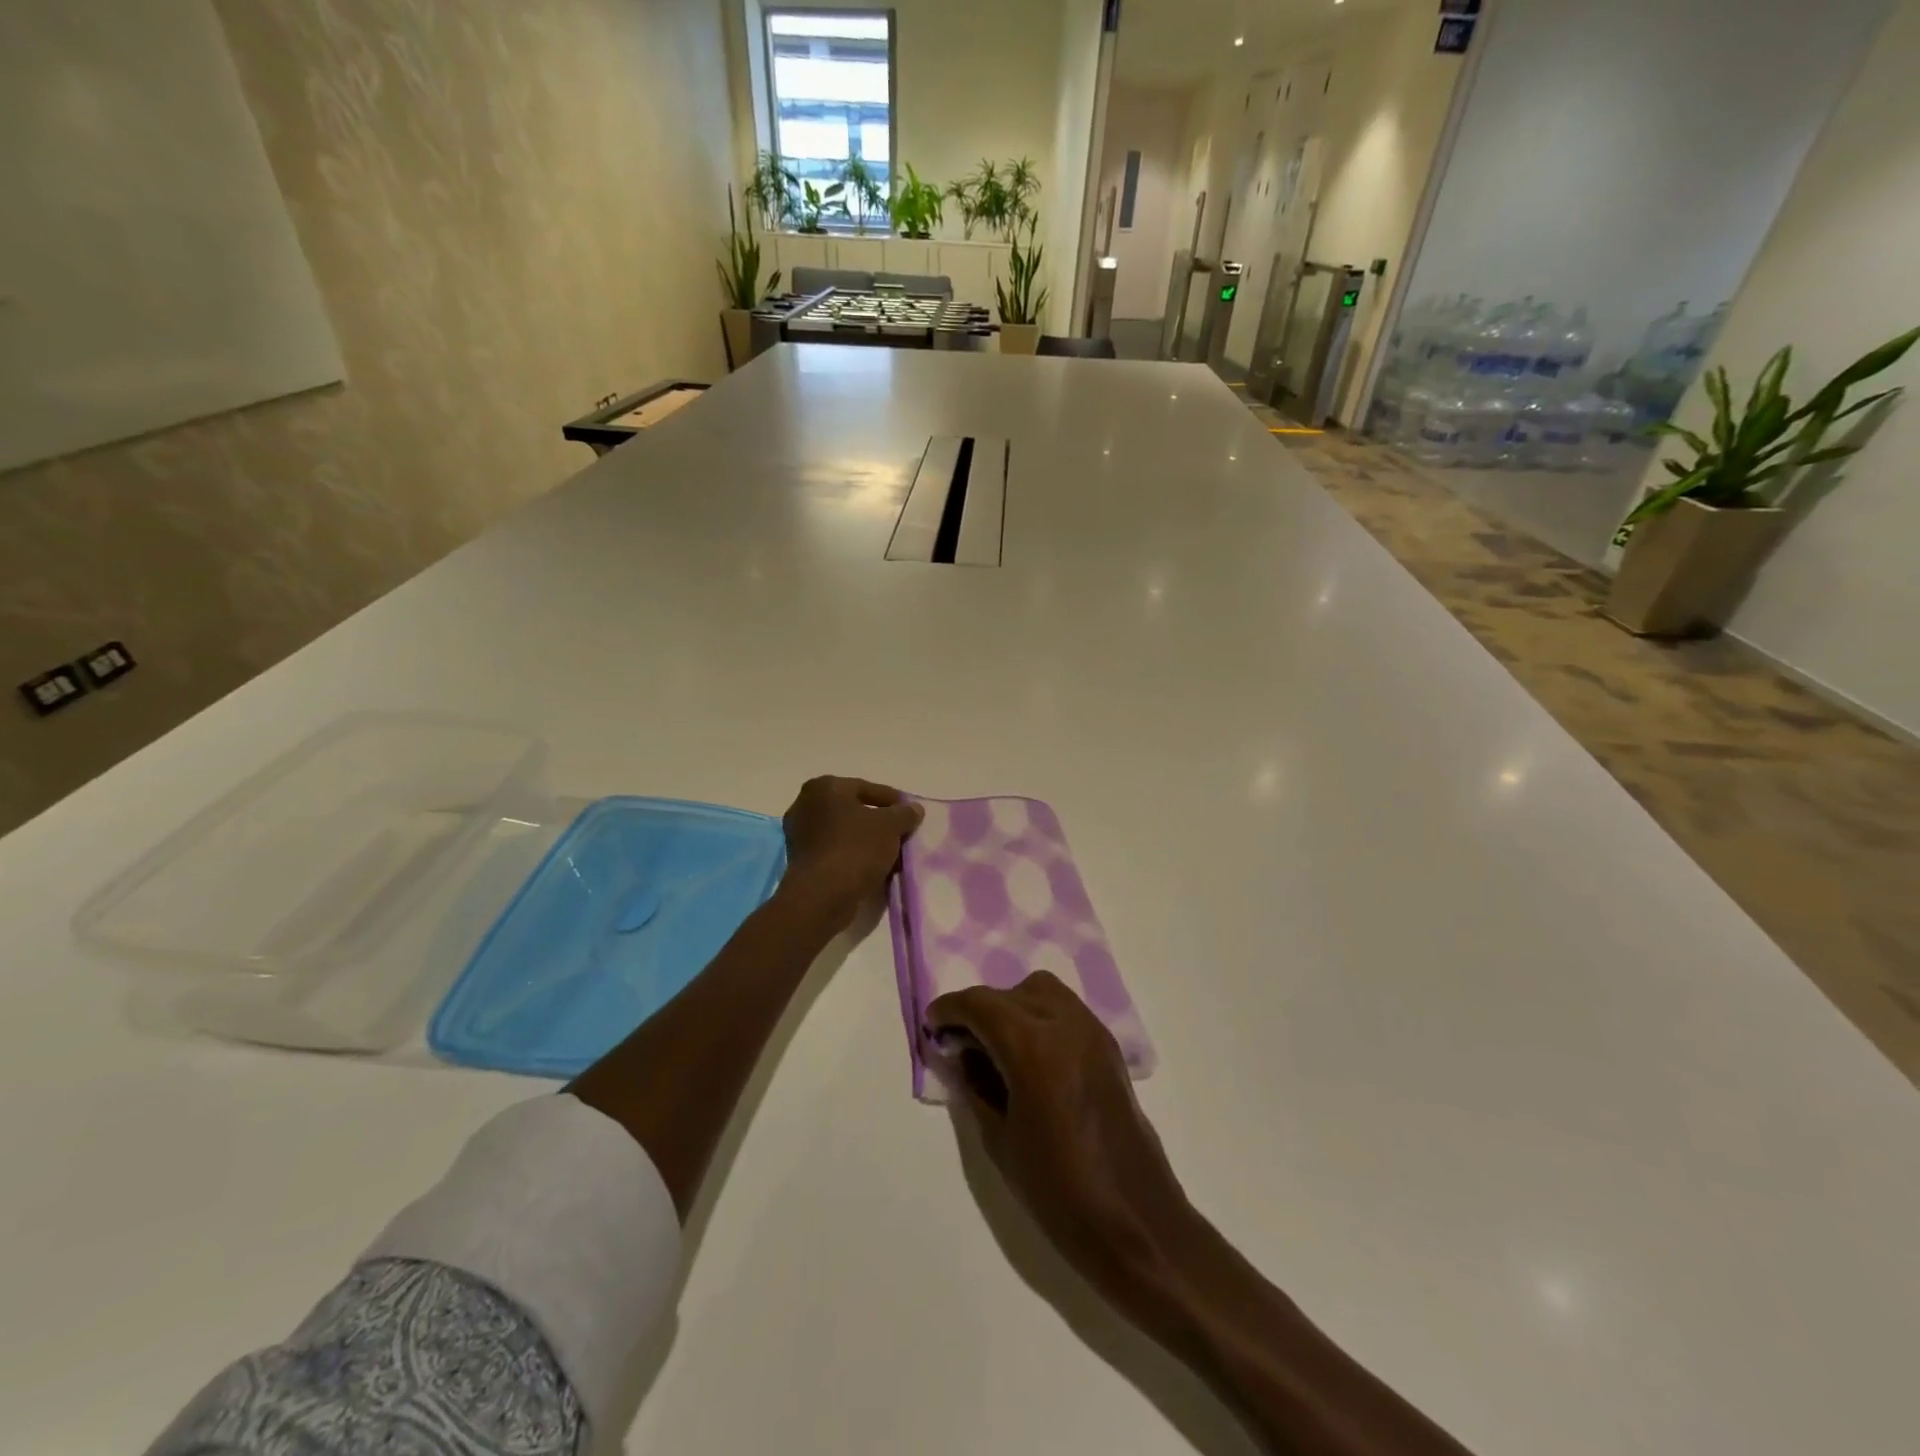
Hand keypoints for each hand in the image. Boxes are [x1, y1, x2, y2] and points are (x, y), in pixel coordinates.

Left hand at [779, 776, 922, 931]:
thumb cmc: (856, 848)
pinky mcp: (800, 862)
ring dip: (866, 841)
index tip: (910, 813)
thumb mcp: (890, 826)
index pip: (866, 788)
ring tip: (890, 854)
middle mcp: (805, 805)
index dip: (892, 800)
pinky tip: (872, 868)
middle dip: (877, 822)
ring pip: (843, 833)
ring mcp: (799, 835)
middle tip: (900, 833)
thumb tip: (914, 809)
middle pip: (852, 810)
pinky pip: (834, 852)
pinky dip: (852, 856)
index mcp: (824, 787)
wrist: (822, 896)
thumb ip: (904, 813)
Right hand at [925, 971, 1197, 1317]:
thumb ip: (976, 1086)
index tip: (932, 1025)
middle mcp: (1065, 1024)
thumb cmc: (1059, 1191)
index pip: (980, 1004)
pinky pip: (1064, 1010)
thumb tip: (961, 1055)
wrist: (1136, 1222)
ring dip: (1011, 1005)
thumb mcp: (1000, 1140)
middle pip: (1009, 992)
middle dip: (977, 1009)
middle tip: (958, 1041)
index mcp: (1033, 1047)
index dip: (949, 1009)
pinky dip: (1038, 1016)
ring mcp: (1092, 1031)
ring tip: (994, 1044)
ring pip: (1040, 991)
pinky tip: (1028, 1055)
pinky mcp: (1108, 1047)